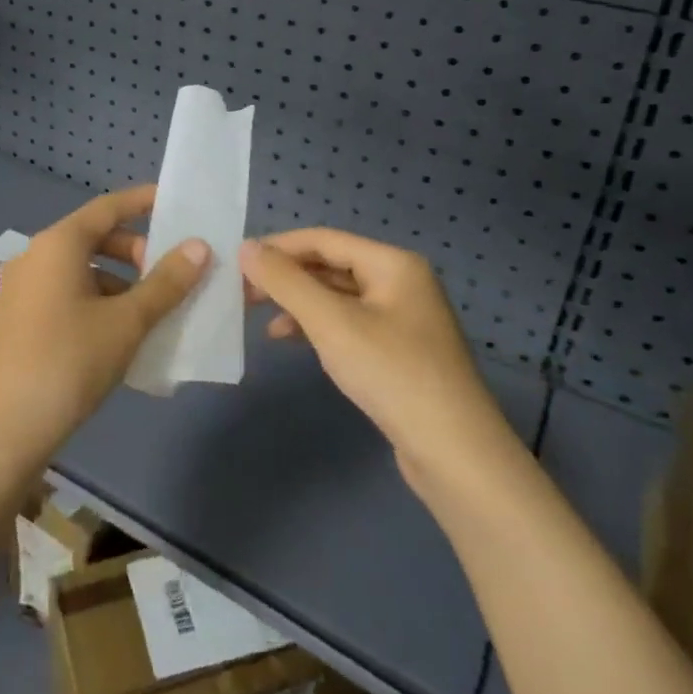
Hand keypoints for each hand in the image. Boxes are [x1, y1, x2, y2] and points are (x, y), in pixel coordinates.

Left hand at [0, 186, 208, 473]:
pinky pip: (65, 293)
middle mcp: (35, 256)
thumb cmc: (69, 362)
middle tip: (169, 275)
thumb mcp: (127, 322)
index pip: (108, 207)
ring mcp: (22, 288)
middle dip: (136, 251)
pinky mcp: (17, 319)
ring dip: (118, 281)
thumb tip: (199, 247)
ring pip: (80, 269)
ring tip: (150, 312)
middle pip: (93, 237)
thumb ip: (166, 282)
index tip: (176, 204)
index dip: (143, 202)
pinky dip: (96, 301)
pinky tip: (118, 334)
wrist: (3, 430)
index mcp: (58, 244)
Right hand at [239, 229, 519, 496]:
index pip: (323, 239)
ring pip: (338, 297)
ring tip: (263, 321)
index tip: (237, 264)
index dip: (278, 247)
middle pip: (331, 266)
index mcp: (393, 263)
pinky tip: (294, 341)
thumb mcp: (331, 323)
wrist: (455, 454)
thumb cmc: (391, 374)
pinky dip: (319, 327)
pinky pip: (349, 324)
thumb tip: (246, 247)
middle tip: (243, 295)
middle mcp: (401, 281)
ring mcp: (402, 317)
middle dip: (287, 278)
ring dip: (300, 304)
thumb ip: (286, 282)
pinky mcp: (399, 350)